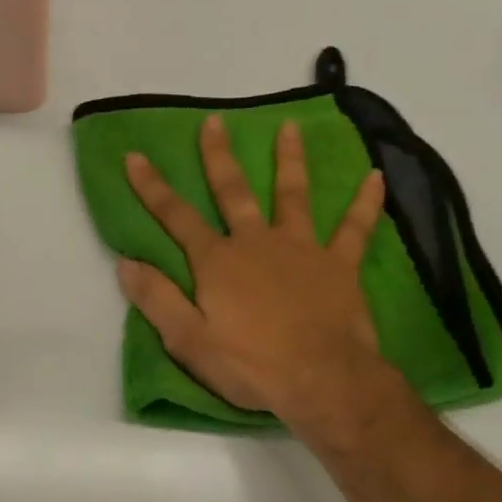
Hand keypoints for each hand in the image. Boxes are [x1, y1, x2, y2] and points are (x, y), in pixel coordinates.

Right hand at [119, 114, 409, 448]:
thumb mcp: (188, 341)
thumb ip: (157, 299)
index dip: (153, 188)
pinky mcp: (339, 264)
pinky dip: (365, 203)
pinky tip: (377, 177)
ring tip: (289, 127)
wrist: (321, 380)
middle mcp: (256, 242)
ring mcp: (301, 249)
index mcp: (217, 262)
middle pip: (233, 192)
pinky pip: (355, 228)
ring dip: (289, 160)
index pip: (176, 217)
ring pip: (293, 195)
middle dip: (219, 156)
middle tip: (214, 121)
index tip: (136, 156)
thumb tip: (124, 262)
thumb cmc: (251, 365)